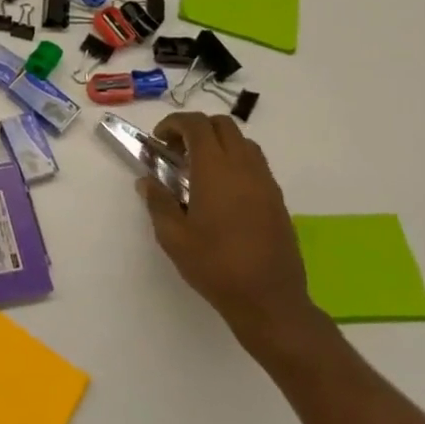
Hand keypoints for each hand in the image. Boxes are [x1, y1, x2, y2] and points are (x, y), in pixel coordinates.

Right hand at [137, 112, 323, 348]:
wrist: (269, 299)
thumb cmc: (215, 266)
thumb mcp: (173, 237)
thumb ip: (158, 202)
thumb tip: (147, 182)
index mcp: (215, 170)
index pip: (197, 125)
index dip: (174, 124)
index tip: (159, 140)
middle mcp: (244, 167)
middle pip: (223, 125)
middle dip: (196, 129)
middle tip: (177, 153)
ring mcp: (265, 181)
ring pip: (243, 142)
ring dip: (218, 143)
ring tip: (199, 170)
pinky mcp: (277, 198)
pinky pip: (255, 163)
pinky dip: (235, 161)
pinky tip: (221, 192)